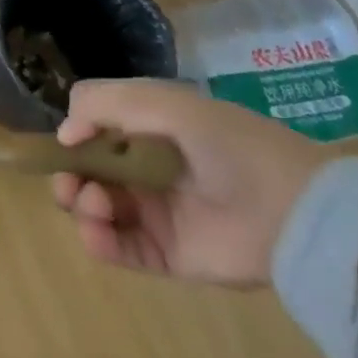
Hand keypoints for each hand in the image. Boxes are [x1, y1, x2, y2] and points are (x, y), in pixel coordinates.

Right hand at [51, 78, 330, 286]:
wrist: (292, 209)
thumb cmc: (225, 143)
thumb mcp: (161, 102)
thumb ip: (102, 104)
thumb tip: (65, 135)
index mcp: (148, 128)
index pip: (95, 129)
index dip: (75, 135)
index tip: (67, 142)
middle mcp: (147, 169)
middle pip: (89, 172)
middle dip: (70, 176)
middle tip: (71, 184)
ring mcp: (156, 213)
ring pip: (98, 209)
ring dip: (82, 205)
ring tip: (95, 205)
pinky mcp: (167, 255)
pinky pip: (120, 250)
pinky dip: (98, 242)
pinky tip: (96, 233)